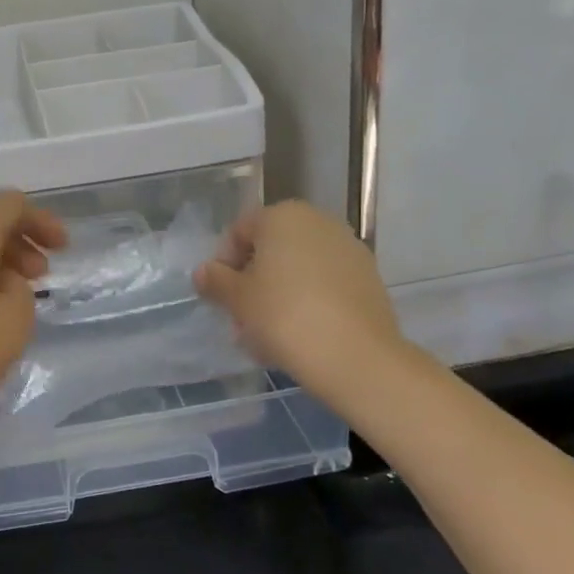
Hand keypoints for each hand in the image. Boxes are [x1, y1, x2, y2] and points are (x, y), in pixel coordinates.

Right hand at [194, 200, 408, 415]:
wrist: (358, 357)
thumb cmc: (285, 316)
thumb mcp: (237, 299)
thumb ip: (215, 280)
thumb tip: (204, 272)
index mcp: (282, 216)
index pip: (239, 232)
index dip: (223, 264)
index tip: (220, 297)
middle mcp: (318, 222)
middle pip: (271, 249)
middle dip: (252, 281)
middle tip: (241, 317)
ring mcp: (348, 249)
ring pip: (298, 268)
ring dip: (278, 293)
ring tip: (268, 333)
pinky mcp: (369, 278)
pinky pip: (325, 284)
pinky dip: (308, 302)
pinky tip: (299, 335)